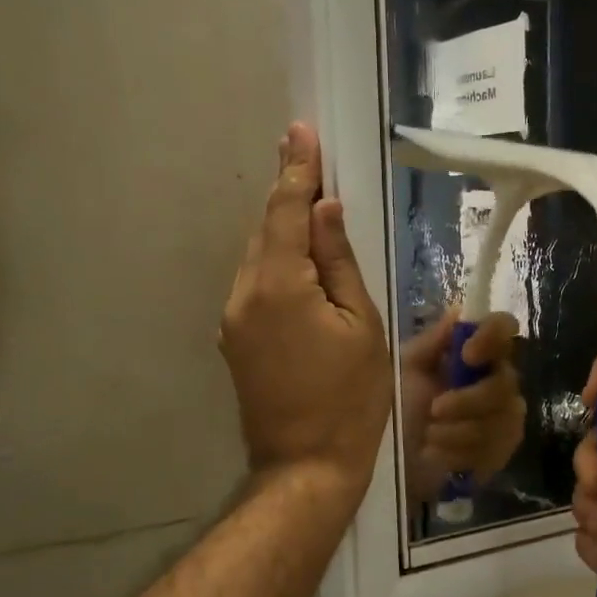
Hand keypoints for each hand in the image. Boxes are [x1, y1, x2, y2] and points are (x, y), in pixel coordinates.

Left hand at [220, 124, 389, 504]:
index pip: (286, 211)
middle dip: (290, 197)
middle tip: (314, 163)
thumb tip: (325, 210)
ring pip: (260, 259)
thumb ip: (339, 262)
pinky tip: (304, 270)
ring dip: (285, 234)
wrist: (306, 465)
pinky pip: (258, 286)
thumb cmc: (351, 398)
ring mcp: (234, 320)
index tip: (300, 130)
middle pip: (268, 231)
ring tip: (316, 216)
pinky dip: (279, 266)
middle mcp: (244, 293)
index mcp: (279, 285)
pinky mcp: (235, 341)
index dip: (296, 169)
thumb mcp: (362, 325)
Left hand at [399, 310, 526, 503]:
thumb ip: (432, 342)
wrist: (392, 458)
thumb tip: (459, 310)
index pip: (504, 328)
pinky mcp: (503, 450)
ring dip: (457, 431)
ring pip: (499, 420)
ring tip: (428, 436)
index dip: (492, 337)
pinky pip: (494, 449)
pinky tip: (439, 454)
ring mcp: (505, 416)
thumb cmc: (397, 406)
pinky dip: (460, 453)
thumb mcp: (406, 369)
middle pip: (505, 382)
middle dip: (467, 400)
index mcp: (476, 352)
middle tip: (434, 410)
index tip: (467, 354)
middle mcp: (498, 379)